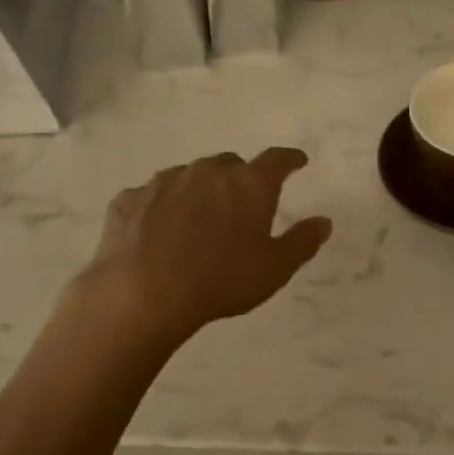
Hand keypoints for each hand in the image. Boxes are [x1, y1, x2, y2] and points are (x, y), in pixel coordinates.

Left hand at [77, 148, 332, 344]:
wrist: (143, 294)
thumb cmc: (221, 280)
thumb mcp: (275, 269)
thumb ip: (303, 242)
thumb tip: (324, 222)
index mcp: (249, 185)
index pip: (277, 160)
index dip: (290, 160)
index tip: (297, 162)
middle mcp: (207, 172)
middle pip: (229, 164)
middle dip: (239, 178)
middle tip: (241, 204)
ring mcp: (164, 182)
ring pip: (189, 175)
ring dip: (198, 190)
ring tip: (198, 220)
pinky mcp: (130, 199)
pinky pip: (152, 195)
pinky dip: (161, 206)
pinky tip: (158, 231)